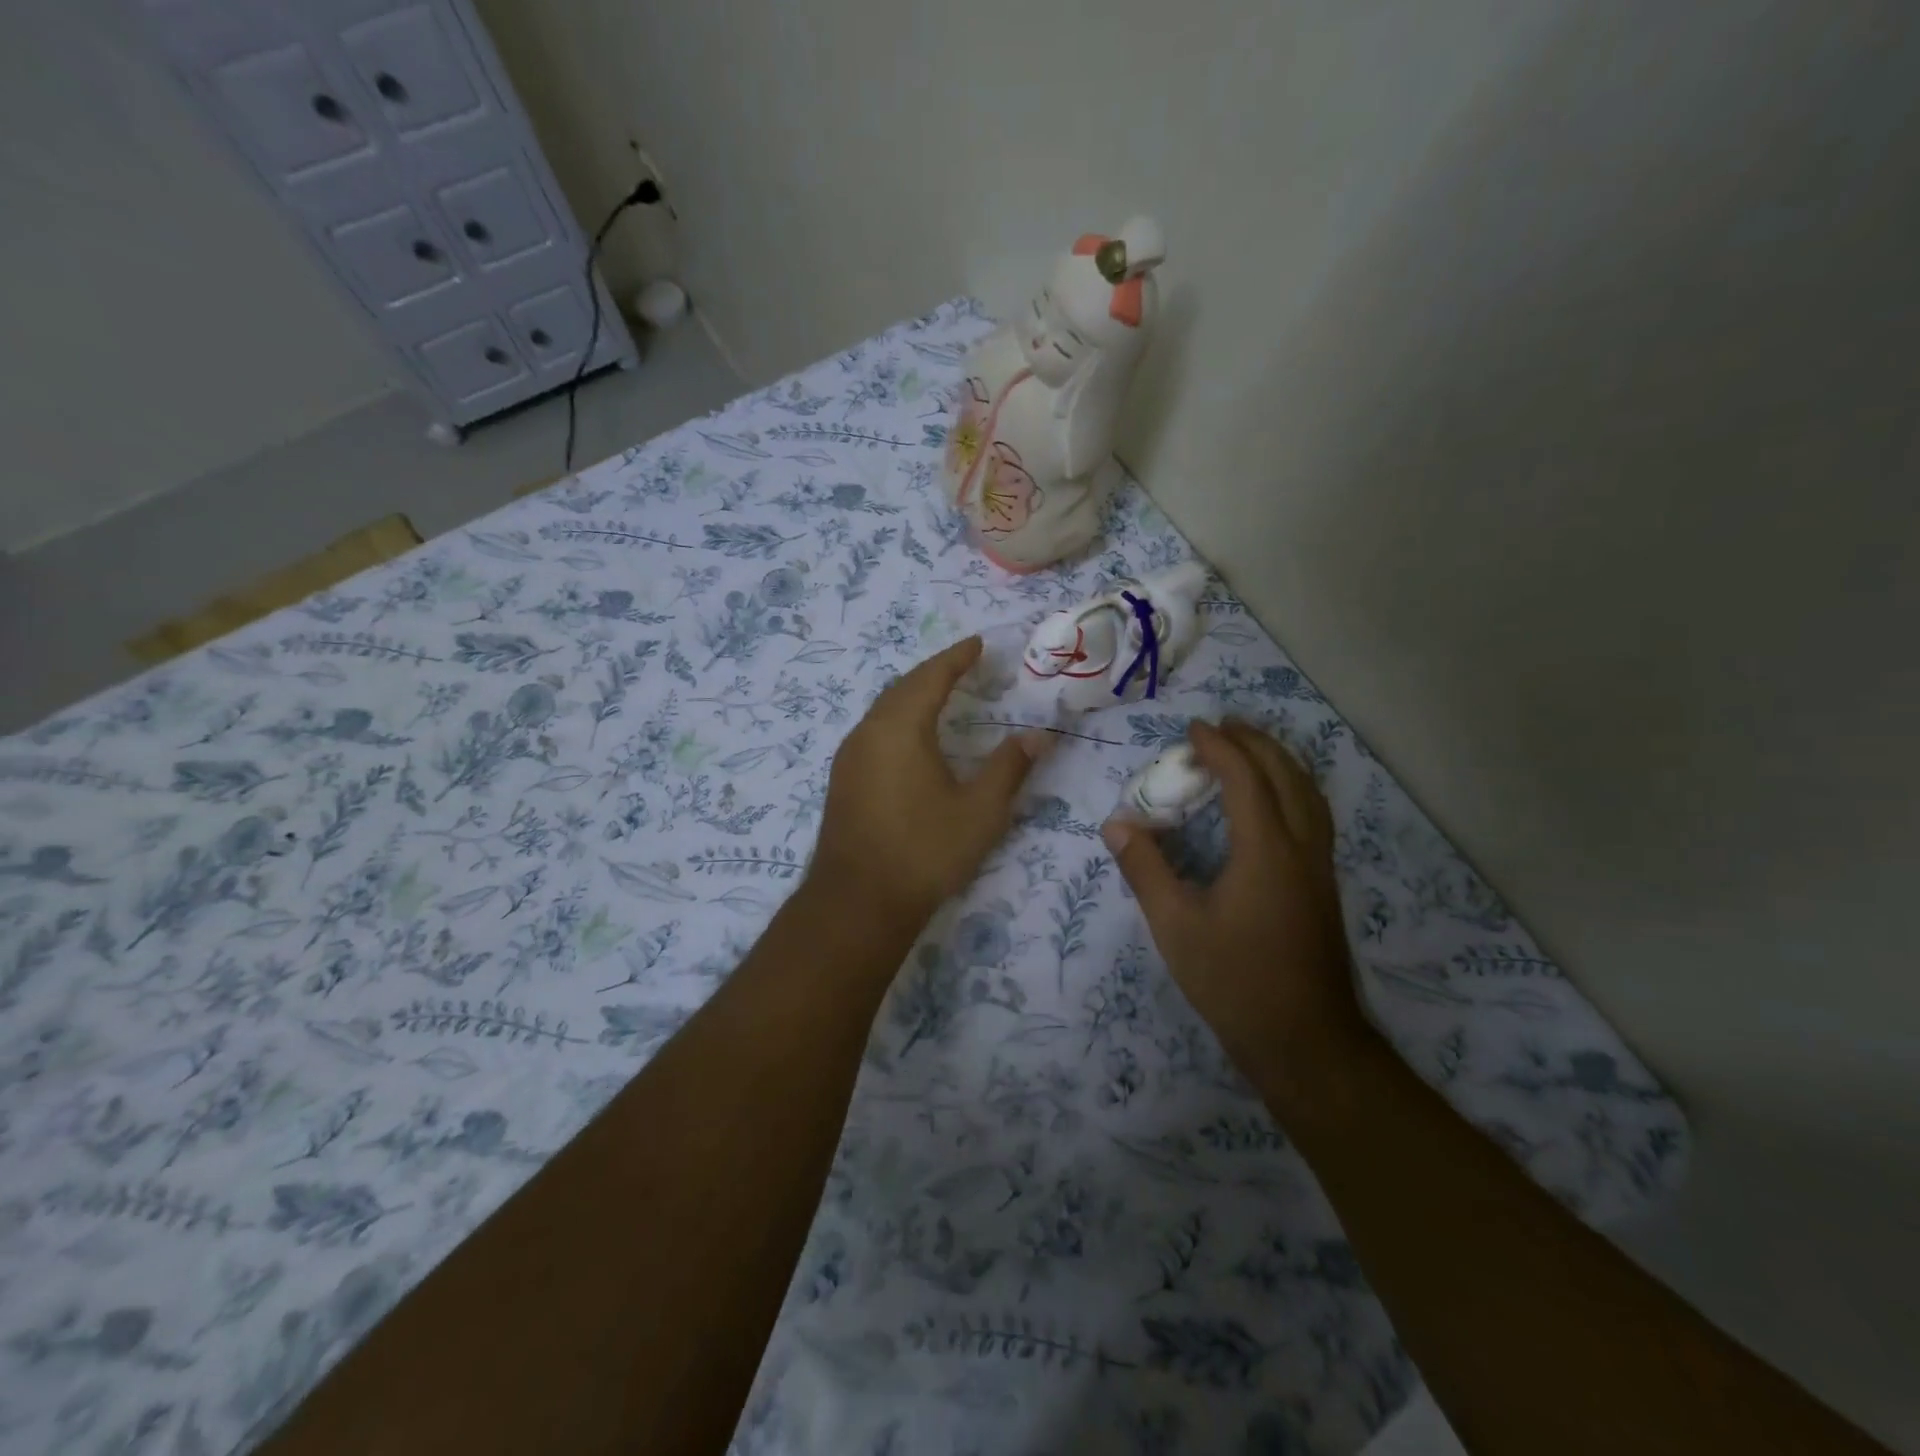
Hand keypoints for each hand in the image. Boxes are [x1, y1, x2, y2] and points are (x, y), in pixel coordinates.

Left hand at [810, 637, 1045, 929]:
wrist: (858, 902)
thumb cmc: (924, 851)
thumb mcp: (980, 810)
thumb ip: (1010, 767)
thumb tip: (1038, 735)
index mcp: (901, 728)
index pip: (931, 677)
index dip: (957, 658)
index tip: (977, 643)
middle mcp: (868, 732)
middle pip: (902, 687)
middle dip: (933, 672)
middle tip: (963, 665)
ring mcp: (849, 757)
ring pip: (883, 710)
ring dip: (912, 695)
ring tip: (940, 695)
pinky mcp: (842, 780)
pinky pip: (873, 732)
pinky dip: (897, 720)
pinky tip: (911, 739)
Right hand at [1102, 719, 1370, 1088]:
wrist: (1304, 1041)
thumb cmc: (1234, 981)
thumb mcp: (1175, 926)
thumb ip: (1146, 870)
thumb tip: (1117, 824)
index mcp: (1266, 851)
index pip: (1245, 779)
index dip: (1219, 748)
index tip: (1192, 729)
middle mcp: (1301, 848)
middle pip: (1286, 776)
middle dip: (1255, 743)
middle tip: (1222, 726)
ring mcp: (1319, 868)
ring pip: (1309, 795)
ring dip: (1280, 762)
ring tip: (1250, 749)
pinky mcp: (1323, 887)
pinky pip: (1313, 816)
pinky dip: (1293, 790)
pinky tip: (1274, 803)